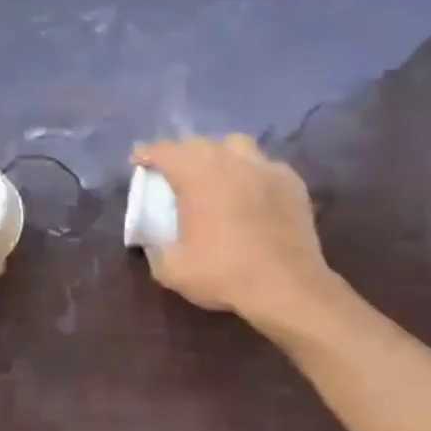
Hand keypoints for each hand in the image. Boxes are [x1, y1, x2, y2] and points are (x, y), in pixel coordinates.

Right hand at [132, 135, 337, 332]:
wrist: (287, 287)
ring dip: (220, 155)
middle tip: (175, 174)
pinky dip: (252, 174)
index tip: (138, 161)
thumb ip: (155, 250)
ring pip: (236, 145)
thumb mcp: (172, 270)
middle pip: (199, 143)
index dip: (147, 153)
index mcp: (195, 174)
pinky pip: (265, 166)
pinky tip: (251, 193)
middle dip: (182, 154)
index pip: (164, 151)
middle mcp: (230, 160)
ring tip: (216, 175)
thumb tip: (153, 244)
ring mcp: (265, 168)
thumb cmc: (223, 273)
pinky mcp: (292, 182)